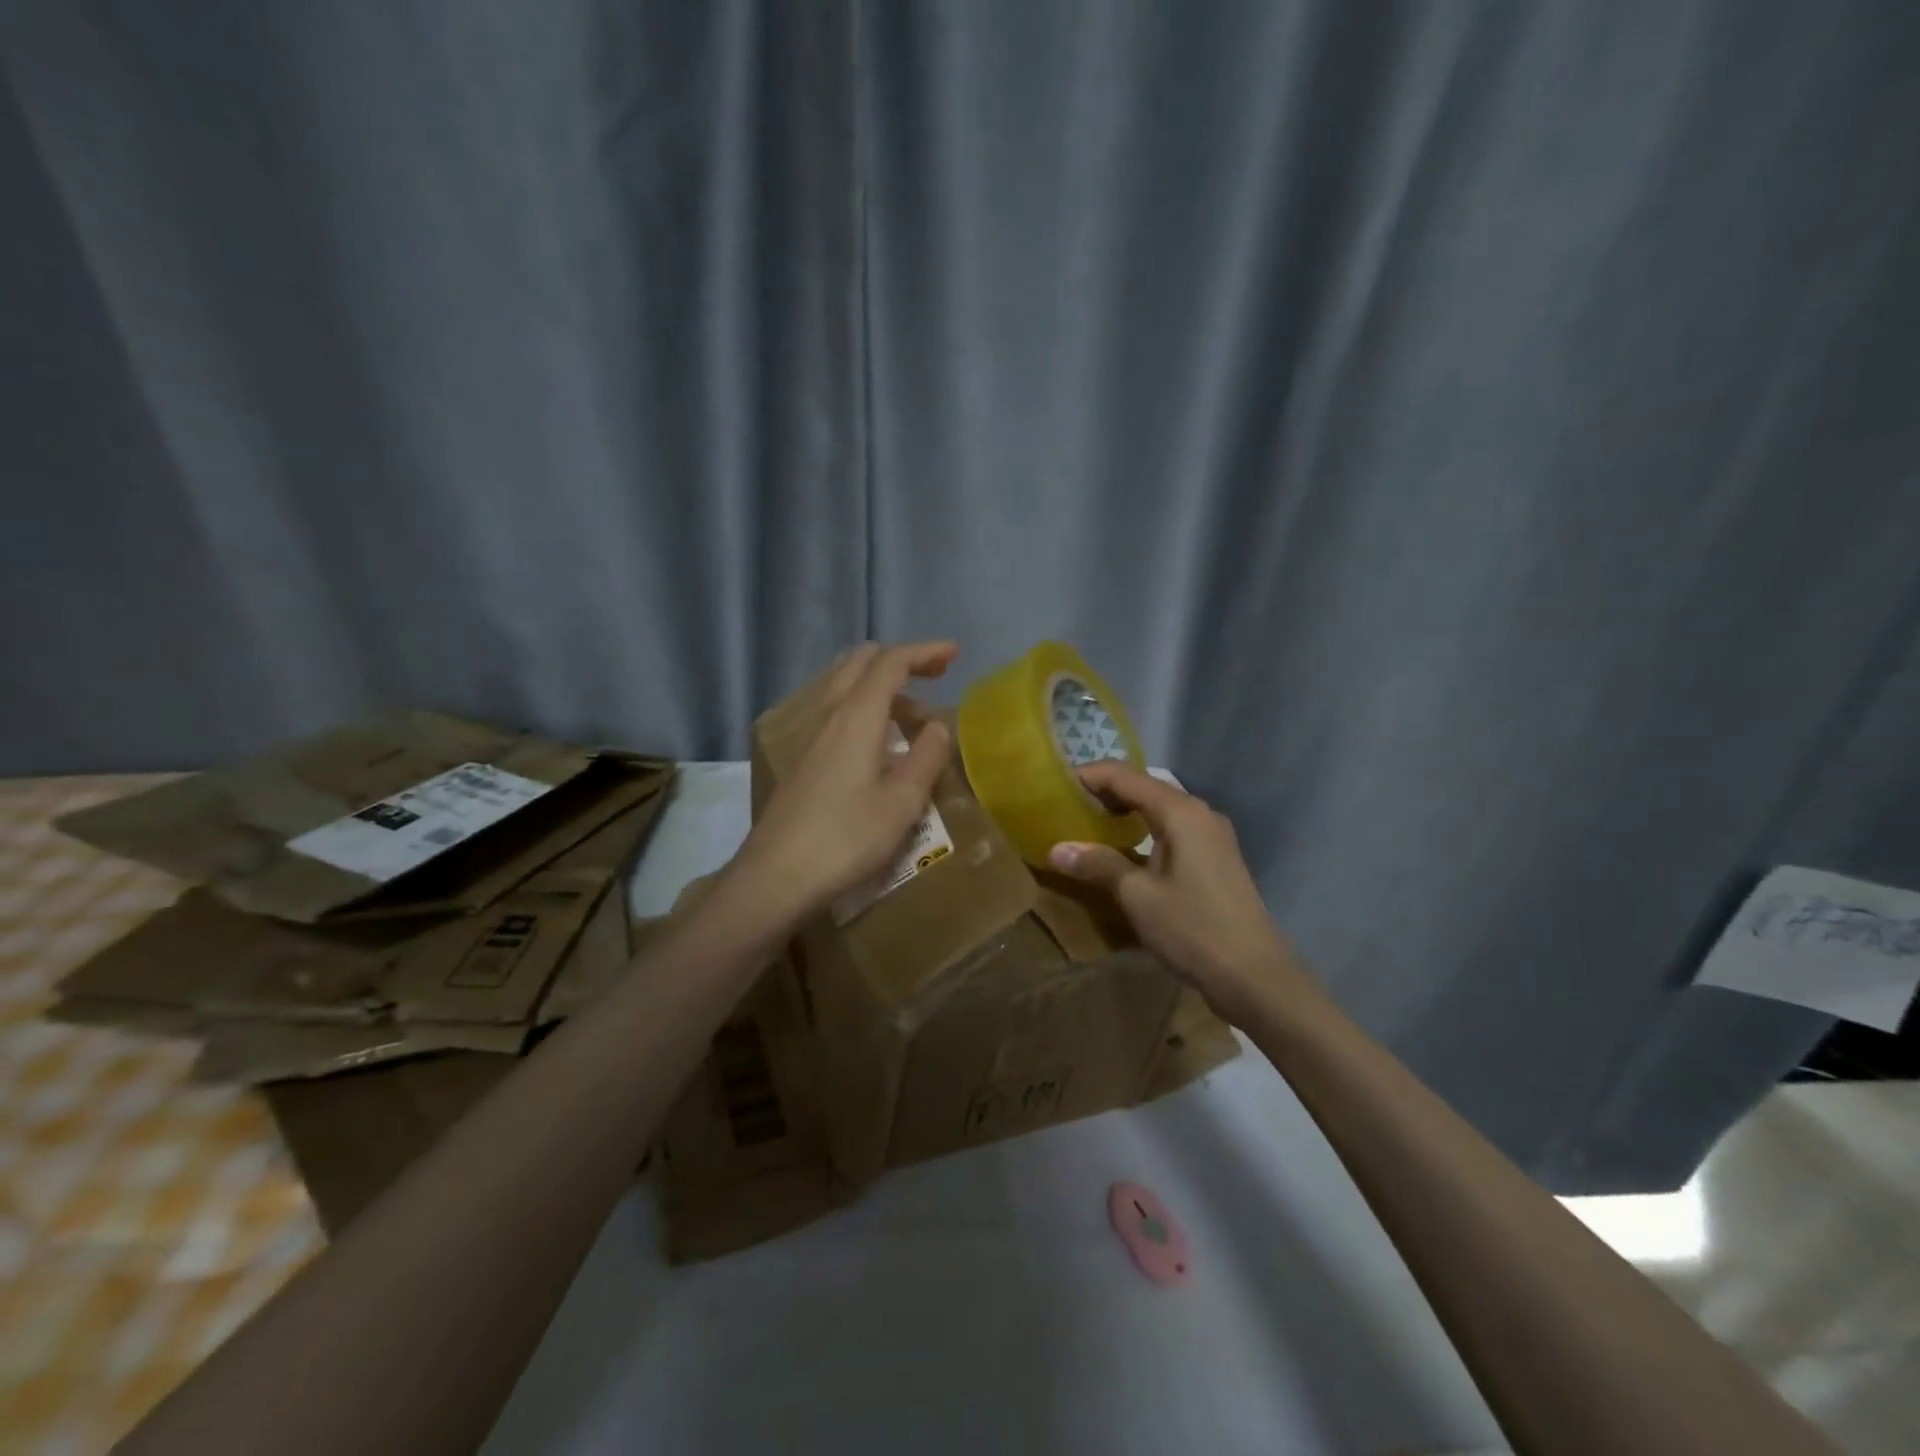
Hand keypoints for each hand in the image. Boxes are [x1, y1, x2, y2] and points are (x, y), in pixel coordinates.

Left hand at [731, 641, 957, 926]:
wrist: (776, 876)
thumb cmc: (846, 839)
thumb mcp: (902, 803)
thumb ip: (926, 758)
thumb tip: (939, 727)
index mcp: (856, 715)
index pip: (892, 662)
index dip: (925, 651)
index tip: (954, 654)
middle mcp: (828, 712)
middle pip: (862, 661)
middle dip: (901, 660)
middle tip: (934, 678)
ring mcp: (807, 732)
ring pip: (843, 682)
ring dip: (880, 684)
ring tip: (910, 718)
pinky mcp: (798, 754)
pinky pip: (832, 707)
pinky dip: (860, 704)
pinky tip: (875, 740)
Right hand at [1048, 763, 1308, 1024]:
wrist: (1255, 976)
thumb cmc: (1193, 929)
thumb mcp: (1138, 896)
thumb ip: (1098, 865)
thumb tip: (1056, 849)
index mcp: (1180, 812)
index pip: (1124, 776)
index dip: (1088, 776)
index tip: (1054, 785)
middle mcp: (1198, 813)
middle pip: (1143, 787)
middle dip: (1104, 792)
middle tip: (1065, 806)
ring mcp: (1211, 835)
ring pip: (1158, 809)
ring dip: (1123, 812)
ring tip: (1086, 825)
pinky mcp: (1214, 858)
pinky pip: (1170, 829)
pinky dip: (1142, 830)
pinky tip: (1122, 851)